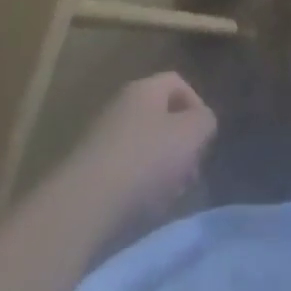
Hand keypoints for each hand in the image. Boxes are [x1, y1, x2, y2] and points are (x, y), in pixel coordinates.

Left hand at [63, 73, 216, 225]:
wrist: (84, 202)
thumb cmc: (145, 159)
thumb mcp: (191, 135)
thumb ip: (205, 121)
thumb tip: (201, 122)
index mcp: (144, 89)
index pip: (178, 83)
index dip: (197, 106)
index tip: (203, 138)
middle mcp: (121, 105)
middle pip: (162, 117)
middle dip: (181, 144)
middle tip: (190, 172)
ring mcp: (102, 136)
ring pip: (145, 146)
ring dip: (163, 168)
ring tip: (169, 195)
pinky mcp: (91, 168)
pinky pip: (125, 169)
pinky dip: (140, 185)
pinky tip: (145, 207)